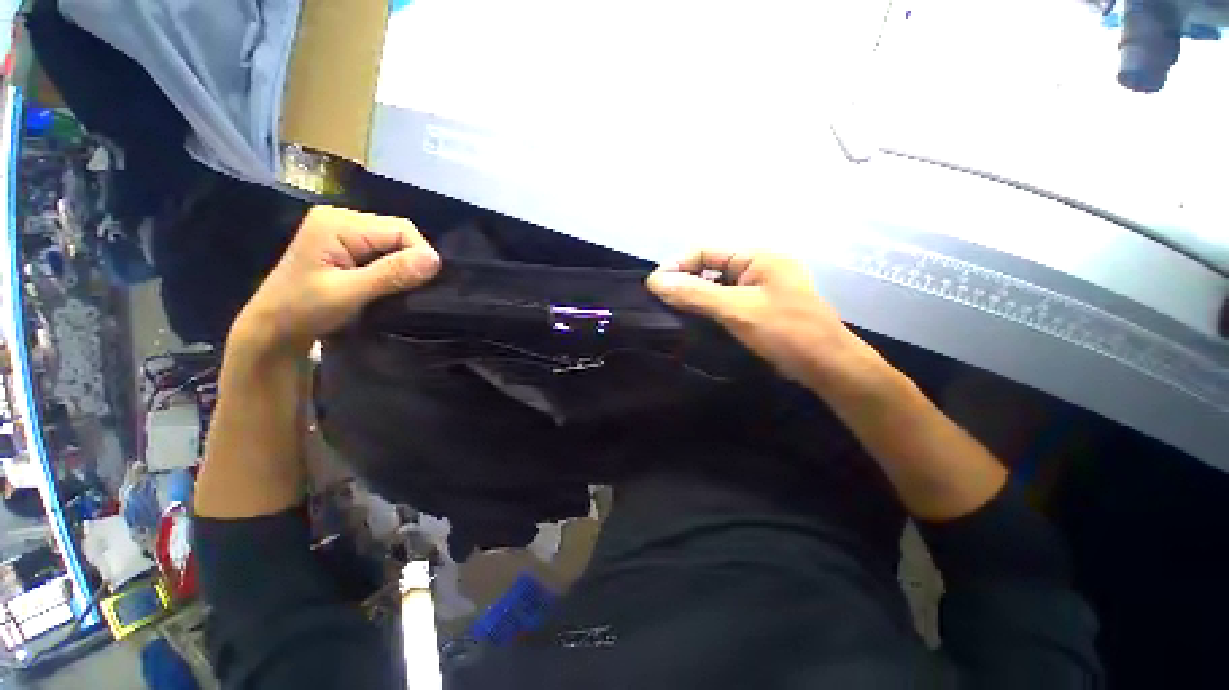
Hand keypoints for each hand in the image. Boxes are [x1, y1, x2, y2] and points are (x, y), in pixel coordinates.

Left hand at [231, 206, 440, 354]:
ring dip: (403, 268)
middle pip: (399, 233)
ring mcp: (344, 232)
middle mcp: (342, 218)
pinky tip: (388, 286)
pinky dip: (394, 270)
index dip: (419, 255)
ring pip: (395, 244)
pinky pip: (386, 253)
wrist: (273, 330)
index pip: (401, 229)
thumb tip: (435, 260)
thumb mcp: (348, 294)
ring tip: (398, 290)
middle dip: (411, 262)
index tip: (421, 286)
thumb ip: (391, 274)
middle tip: (408, 291)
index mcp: (338, 223)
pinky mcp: (348, 247)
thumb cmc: (302, 311)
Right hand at [646, 250, 870, 384]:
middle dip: (685, 281)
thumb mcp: (737, 310)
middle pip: (710, 268)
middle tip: (660, 301)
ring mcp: (759, 291)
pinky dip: (708, 309)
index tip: (655, 286)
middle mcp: (758, 269)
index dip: (678, 265)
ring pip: (717, 287)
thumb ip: (695, 294)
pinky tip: (694, 322)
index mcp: (757, 258)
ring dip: (695, 297)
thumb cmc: (786, 331)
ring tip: (671, 312)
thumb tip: (655, 281)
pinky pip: (726, 303)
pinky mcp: (759, 310)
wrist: (827, 367)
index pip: (706, 251)